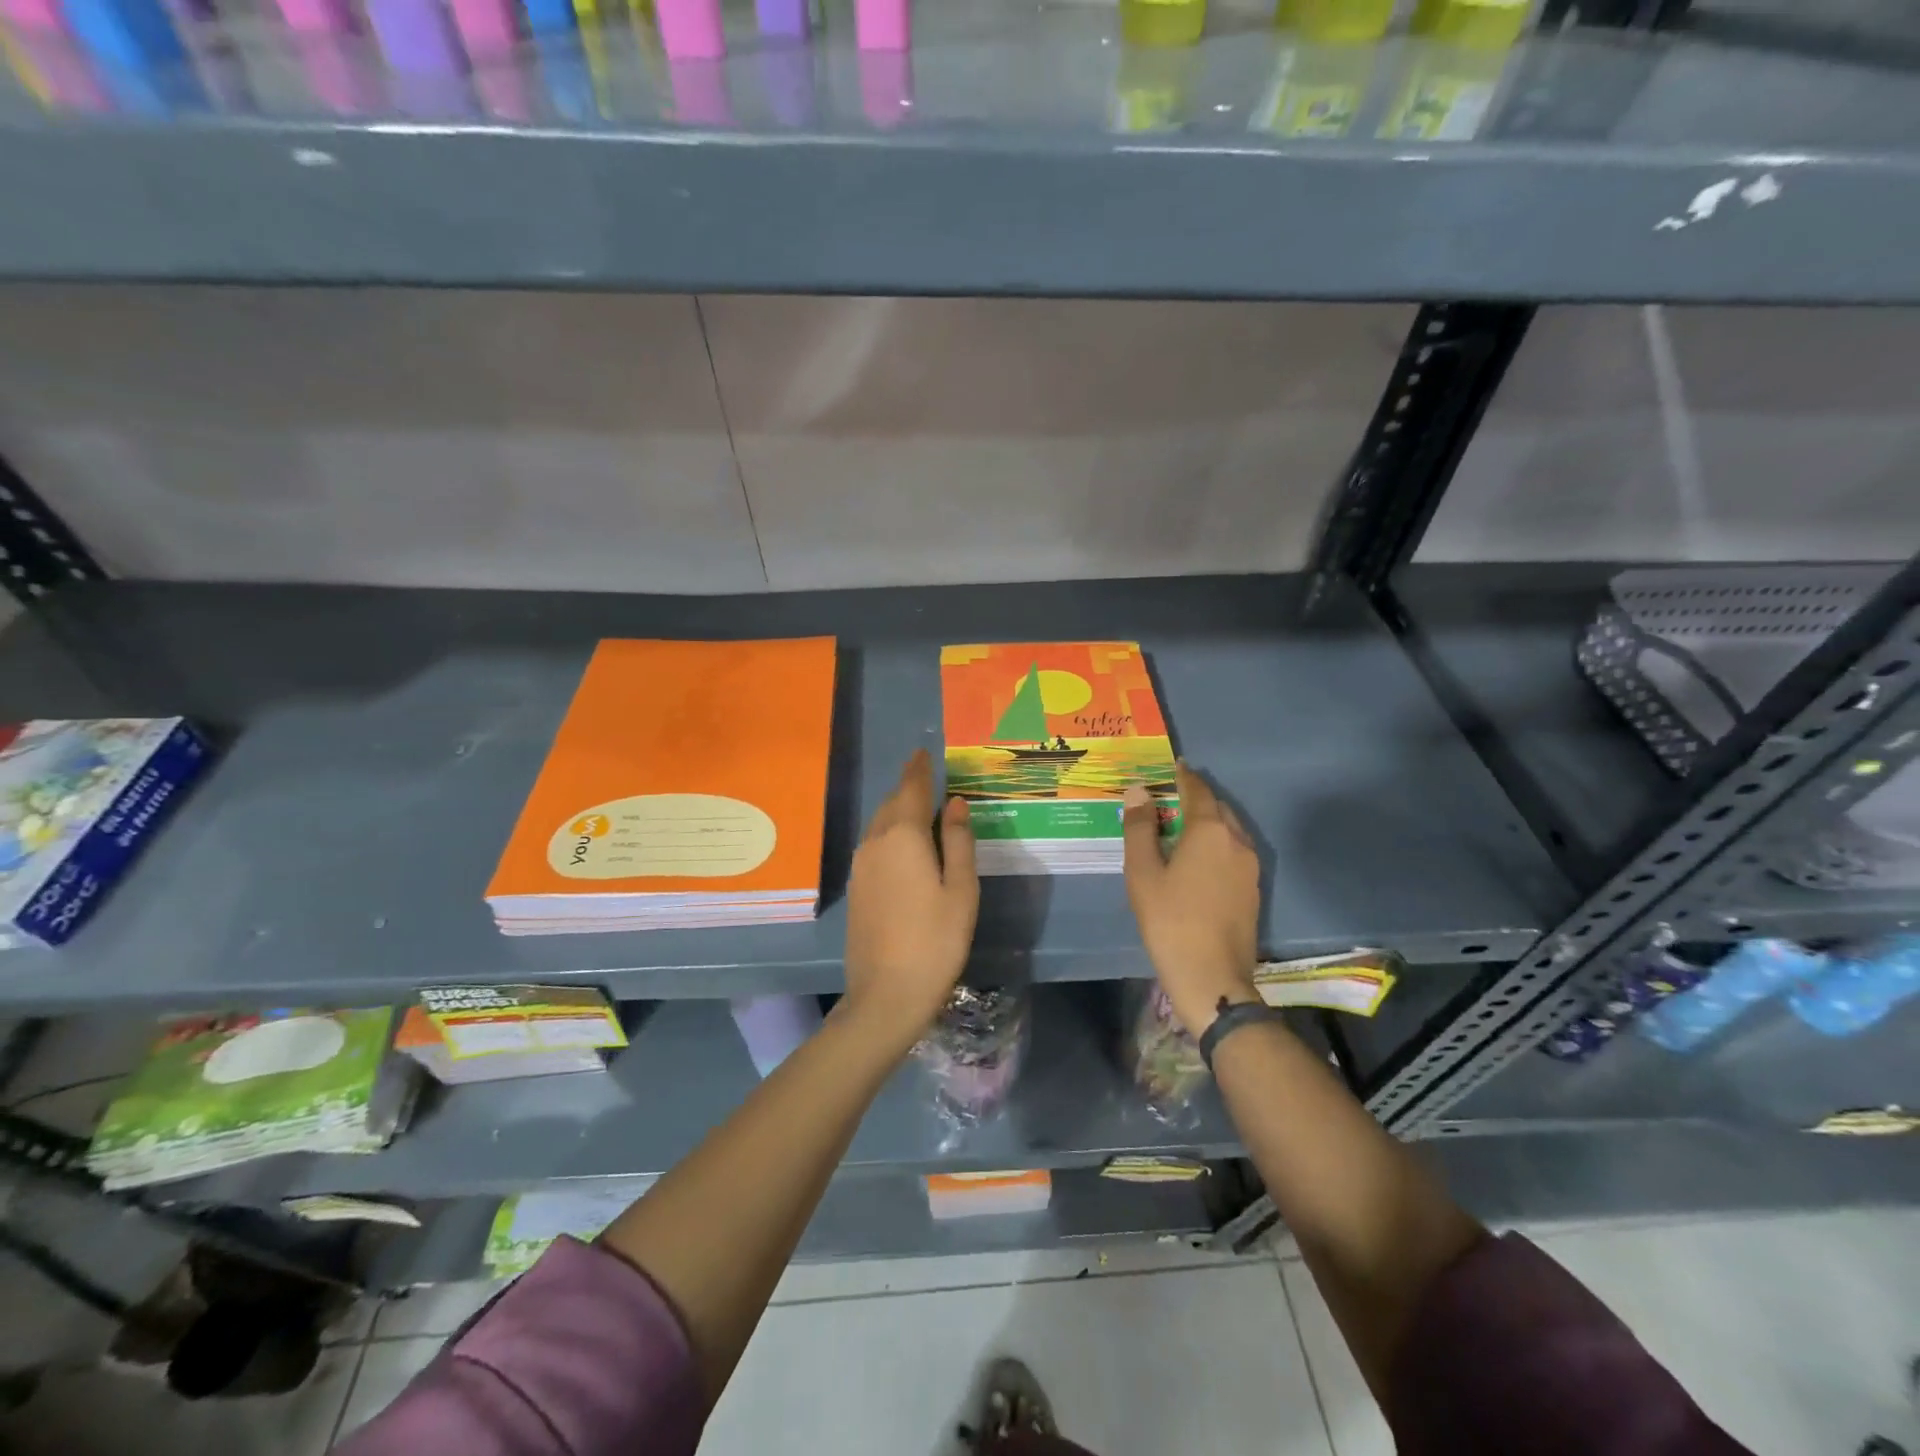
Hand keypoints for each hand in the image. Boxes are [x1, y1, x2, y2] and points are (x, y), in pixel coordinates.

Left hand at [841, 749, 978, 1053]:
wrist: (886, 995)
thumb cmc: (936, 940)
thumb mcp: (961, 889)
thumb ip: (959, 841)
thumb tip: (955, 802)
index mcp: (903, 836)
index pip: (911, 789)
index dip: (919, 769)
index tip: (923, 752)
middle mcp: (875, 843)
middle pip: (891, 804)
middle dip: (908, 788)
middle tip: (927, 778)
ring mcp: (860, 866)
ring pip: (879, 824)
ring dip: (897, 811)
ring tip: (920, 808)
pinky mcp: (856, 888)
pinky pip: (873, 845)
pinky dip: (889, 834)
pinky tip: (904, 846)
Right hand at [1123, 763, 1260, 1039]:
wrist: (1211, 976)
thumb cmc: (1169, 919)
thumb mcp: (1143, 872)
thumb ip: (1140, 828)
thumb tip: (1139, 791)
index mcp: (1210, 831)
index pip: (1198, 790)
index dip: (1184, 776)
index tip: (1173, 765)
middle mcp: (1237, 841)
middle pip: (1218, 808)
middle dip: (1196, 798)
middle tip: (1170, 797)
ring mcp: (1250, 867)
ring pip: (1229, 830)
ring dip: (1208, 821)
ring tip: (1181, 826)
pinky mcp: (1253, 890)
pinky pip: (1234, 852)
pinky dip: (1216, 843)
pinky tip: (1198, 858)